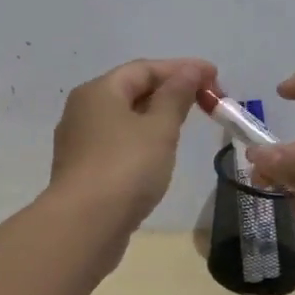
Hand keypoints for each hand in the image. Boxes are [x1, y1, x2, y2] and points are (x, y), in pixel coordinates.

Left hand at [50, 57, 214, 229]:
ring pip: (123, 119)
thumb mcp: (159, 128)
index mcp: (98, 91)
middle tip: (203, 100)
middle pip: (130, 90)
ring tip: (185, 124)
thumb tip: (191, 70)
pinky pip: (117, 143)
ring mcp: (79, 142)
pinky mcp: (83, 170)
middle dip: (169, 91)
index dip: (181, 68)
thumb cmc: (126, 167)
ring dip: (155, 116)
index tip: (214, 76)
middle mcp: (83, 110)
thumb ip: (177, 96)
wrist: (85, 225)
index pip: (144, 68)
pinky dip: (141, 140)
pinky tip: (158, 154)